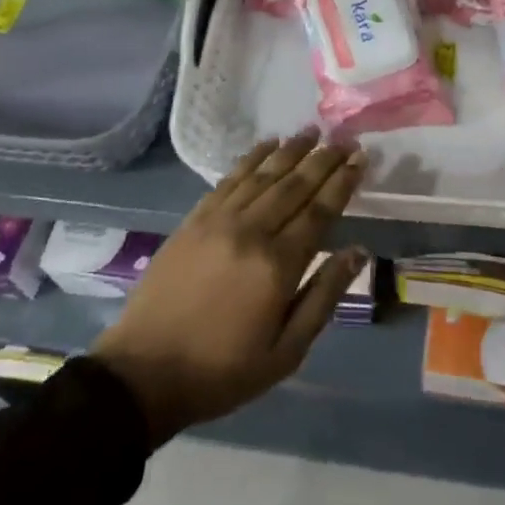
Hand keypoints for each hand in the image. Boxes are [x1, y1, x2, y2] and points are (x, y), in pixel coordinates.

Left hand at [91, 132, 367, 445]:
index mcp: (278, 266)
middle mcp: (251, 231)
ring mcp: (219, 220)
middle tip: (345, 140)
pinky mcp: (195, 218)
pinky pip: (230, 178)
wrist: (144, 372)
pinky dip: (252, 157)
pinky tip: (267, 145)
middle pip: (295, 184)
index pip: (319, 211)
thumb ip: (323, 297)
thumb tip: (357, 251)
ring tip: (313, 132)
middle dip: (323, 159)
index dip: (342, 182)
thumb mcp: (285, 353)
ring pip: (263, 174)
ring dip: (291, 150)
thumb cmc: (222, 371)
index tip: (360, 159)